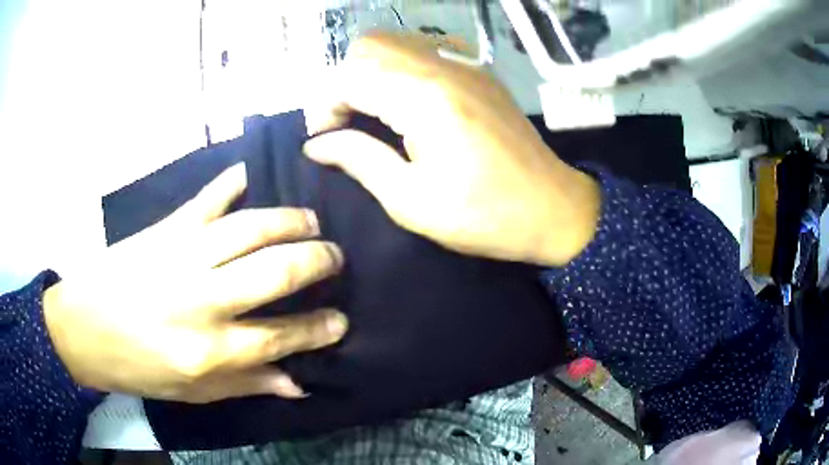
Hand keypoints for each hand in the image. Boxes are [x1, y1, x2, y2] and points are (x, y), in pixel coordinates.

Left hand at [43, 164, 347, 402]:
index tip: (342, 319)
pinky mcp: (165, 228)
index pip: (279, 337)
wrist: (82, 328)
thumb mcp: (191, 392)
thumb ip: (245, 384)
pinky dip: (232, 182)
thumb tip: (298, 383)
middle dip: (316, 262)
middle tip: (335, 258)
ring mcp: (181, 255)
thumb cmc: (136, 366)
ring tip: (310, 221)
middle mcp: (200, 299)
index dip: (317, 329)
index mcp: (207, 350)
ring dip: (289, 221)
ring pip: (250, 227)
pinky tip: (251, 173)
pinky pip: (207, 198)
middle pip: (273, 272)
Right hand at [304, 32, 599, 266]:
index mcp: (424, 99)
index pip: (349, 75)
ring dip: (371, 71)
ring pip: (395, 42)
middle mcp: (442, 65)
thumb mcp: (411, 201)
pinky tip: (408, 99)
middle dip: (344, 81)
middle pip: (369, 46)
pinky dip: (401, 66)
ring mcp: (465, 62)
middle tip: (349, 122)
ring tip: (374, 112)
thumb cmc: (484, 215)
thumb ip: (358, 161)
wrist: (552, 207)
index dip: (324, 106)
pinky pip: (423, 48)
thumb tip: (317, 145)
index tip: (326, 140)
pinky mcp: (478, 69)